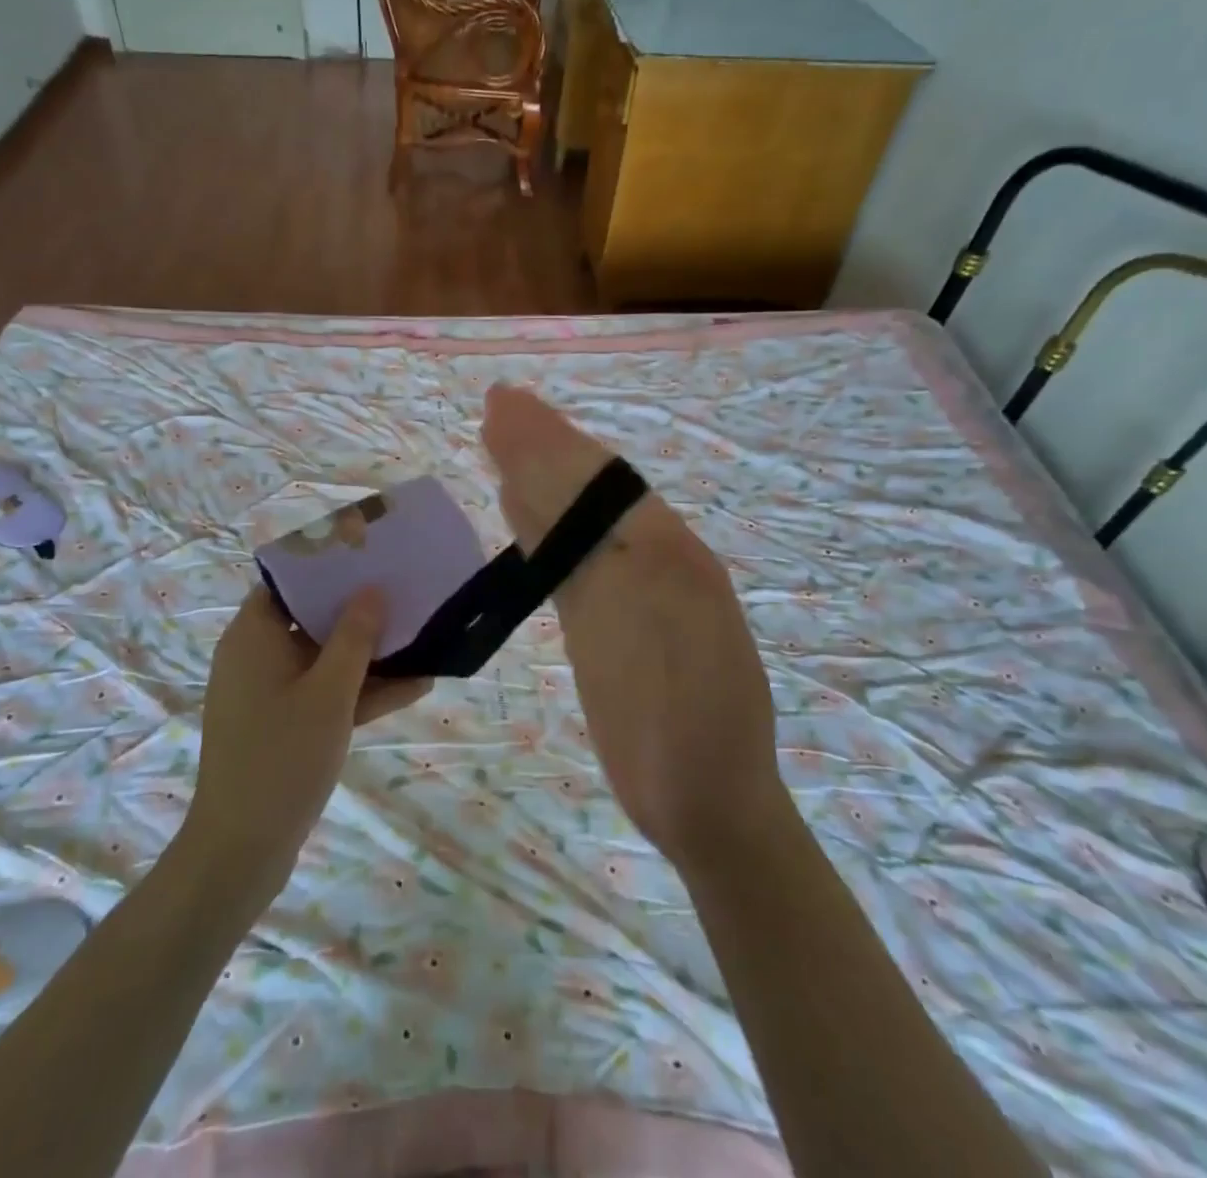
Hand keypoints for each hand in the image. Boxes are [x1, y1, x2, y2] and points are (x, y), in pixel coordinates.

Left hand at [183, 587, 430, 889]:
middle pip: (310, 618)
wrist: (242, 850)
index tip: (368, 558)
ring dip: (368, 655)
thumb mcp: (329, 692)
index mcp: (253, 636)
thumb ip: (354, 637)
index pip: (287, 582)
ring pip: (323, 659)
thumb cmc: (282, 757)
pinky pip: (325, 694)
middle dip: (359, 610)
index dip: (326, 567)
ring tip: (422, 638)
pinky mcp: (285, 725)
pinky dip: (360, 692)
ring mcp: (271, 694)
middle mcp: (257, 657)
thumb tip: (372, 589)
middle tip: (404, 592)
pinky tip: (416, 686)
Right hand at [482, 385, 797, 872]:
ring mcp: (627, 591)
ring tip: (500, 437)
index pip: (601, 484)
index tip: (508, 406)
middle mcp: (652, 559)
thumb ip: (610, 566)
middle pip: (586, 491)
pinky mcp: (604, 623)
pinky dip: (538, 529)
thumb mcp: (665, 642)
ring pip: (574, 521)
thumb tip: (551, 501)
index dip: (553, 443)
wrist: (709, 802)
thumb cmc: (689, 730)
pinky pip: (565, 563)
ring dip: (537, 477)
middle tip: (498, 404)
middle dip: (542, 445)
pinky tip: (515, 507)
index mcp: (672, 554)